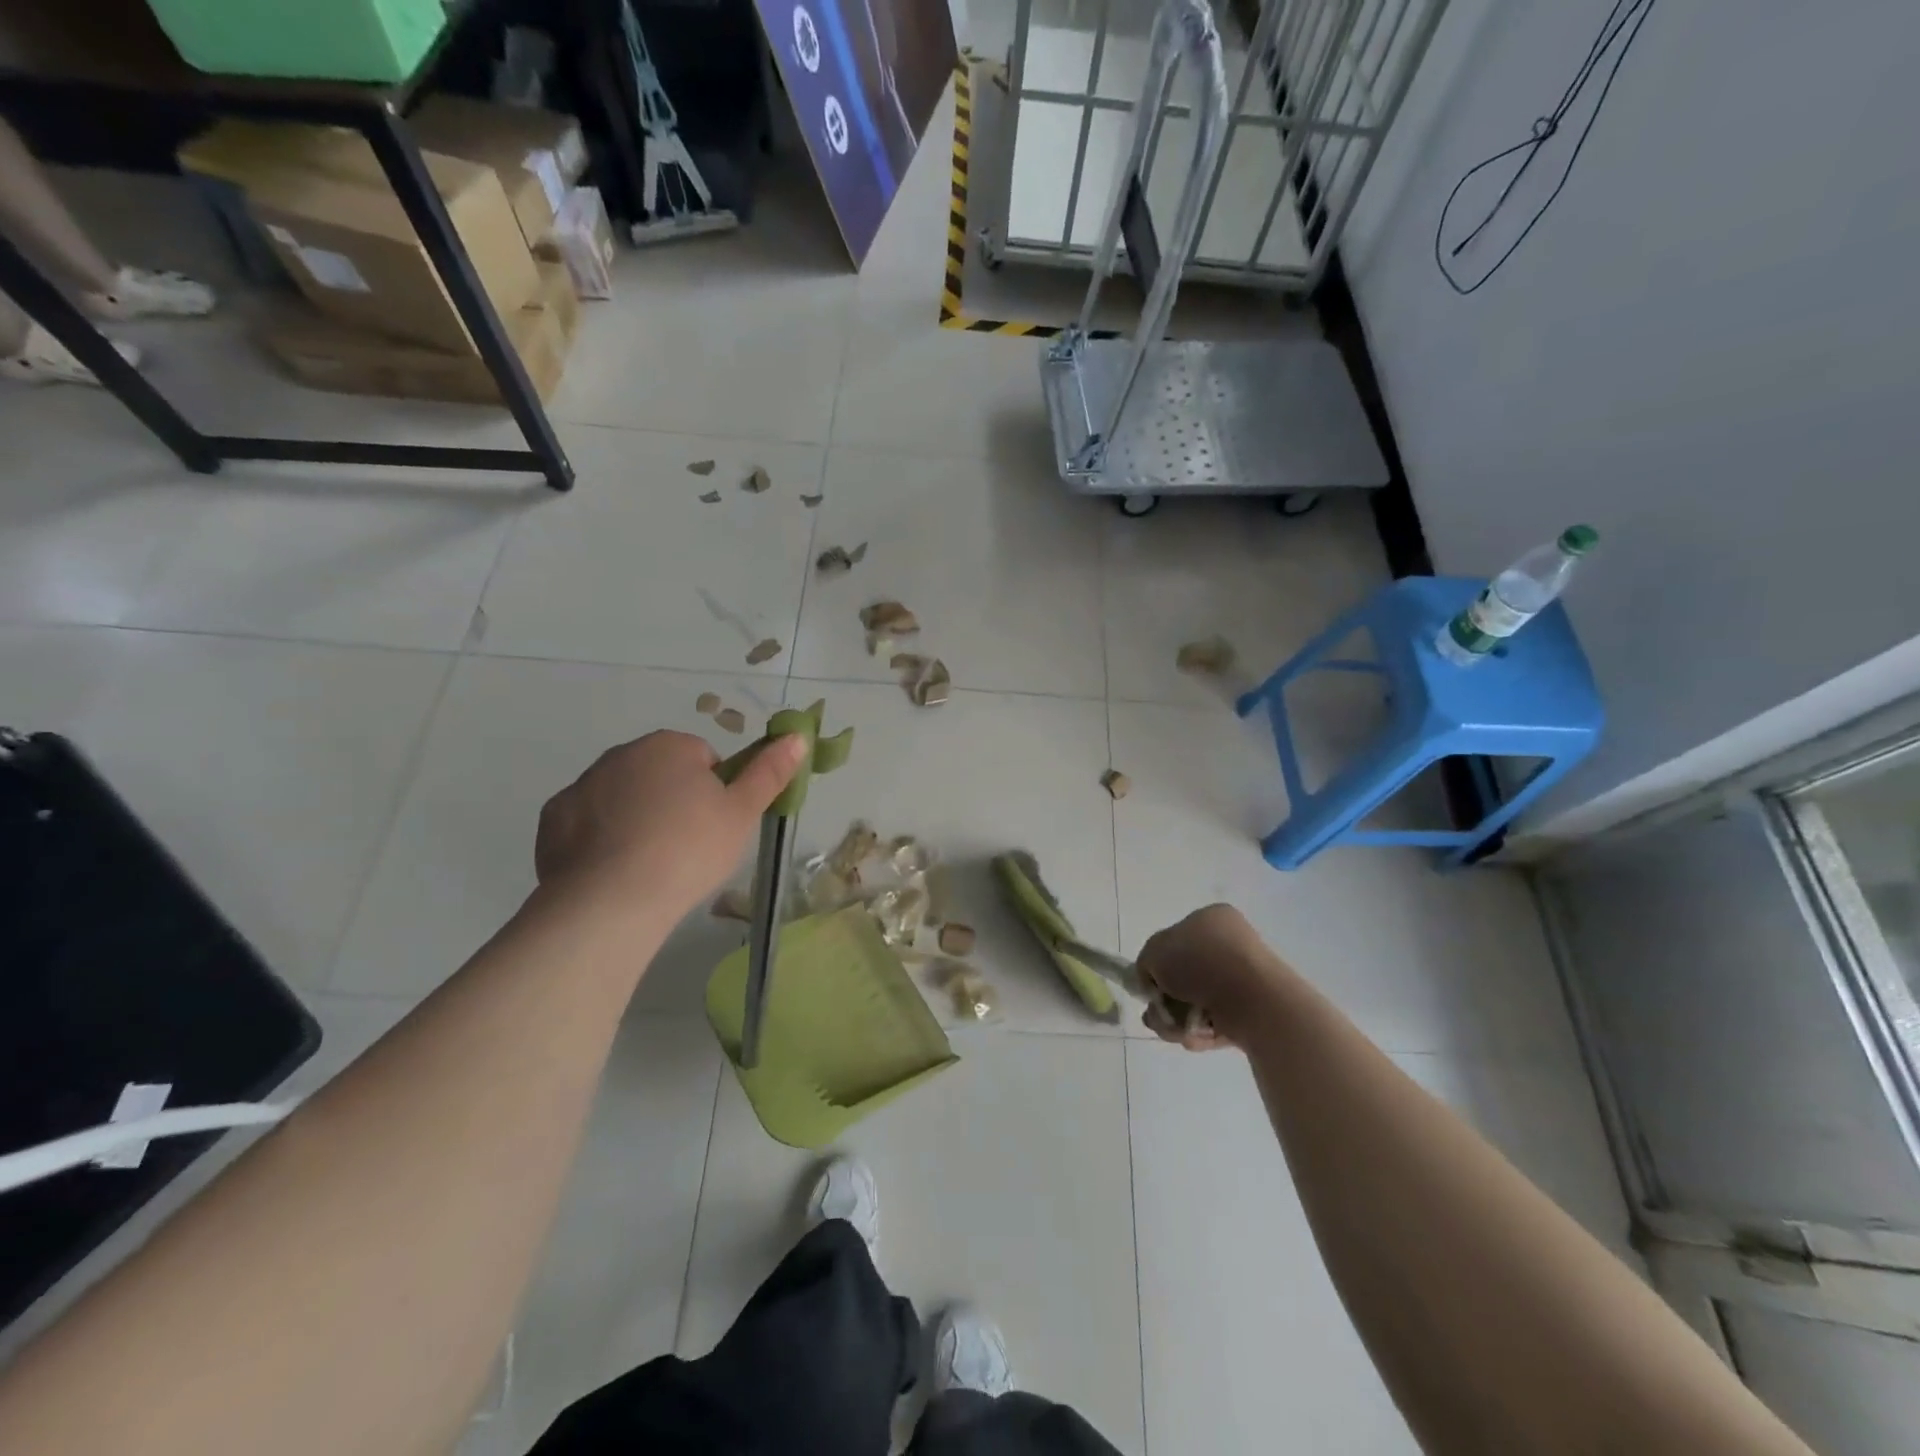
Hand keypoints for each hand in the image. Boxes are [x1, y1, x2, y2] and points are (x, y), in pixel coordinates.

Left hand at [535, 730, 807, 921]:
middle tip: (687, 847)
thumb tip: (797, 737)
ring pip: (622, 797)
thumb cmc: (688, 850)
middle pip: (660, 774)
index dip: (715, 793)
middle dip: (673, 801)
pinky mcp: (552, 820)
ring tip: (650, 865)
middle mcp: (621, 754)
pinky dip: (600, 839)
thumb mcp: (742, 813)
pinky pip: (587, 823)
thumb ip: (770, 772)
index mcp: (668, 745)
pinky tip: (614, 871)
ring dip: (637, 819)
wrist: (611, 901)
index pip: (703, 759)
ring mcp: (581, 786)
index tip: (714, 826)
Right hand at [1135, 904, 1294, 1050]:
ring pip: (1198, 1002)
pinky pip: (1218, 1022)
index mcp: (1211, 919)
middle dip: (1166, 1000)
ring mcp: (1244, 978)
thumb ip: (1146, 962)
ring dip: (1179, 1020)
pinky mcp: (1254, 1010)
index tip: (1151, 985)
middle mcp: (1230, 944)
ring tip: (1176, 1031)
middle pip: (1184, 976)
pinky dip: (1202, 1032)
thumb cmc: (1201, 963)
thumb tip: (1153, 980)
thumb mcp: (1154, 951)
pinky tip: (1196, 1038)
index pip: (1175, 940)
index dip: (1158, 965)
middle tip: (1157, 1015)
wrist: (1254, 999)